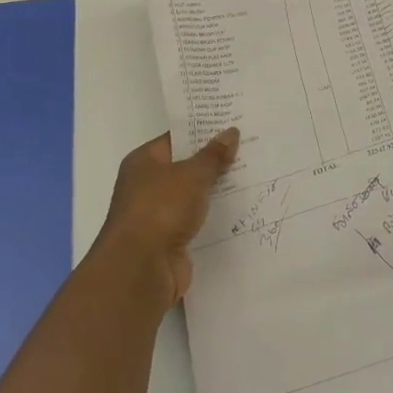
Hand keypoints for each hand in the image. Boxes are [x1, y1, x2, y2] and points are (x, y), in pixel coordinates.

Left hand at [100, 128, 237, 301]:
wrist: (141, 268)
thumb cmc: (161, 208)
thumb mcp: (192, 174)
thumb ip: (213, 155)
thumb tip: (231, 132)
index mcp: (143, 162)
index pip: (176, 139)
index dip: (203, 131)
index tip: (232, 124)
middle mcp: (146, 185)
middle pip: (185, 166)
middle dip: (214, 160)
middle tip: (249, 146)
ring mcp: (157, 214)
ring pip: (192, 195)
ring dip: (216, 189)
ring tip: (252, 174)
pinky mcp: (169, 239)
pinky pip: (196, 219)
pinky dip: (212, 215)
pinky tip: (240, 207)